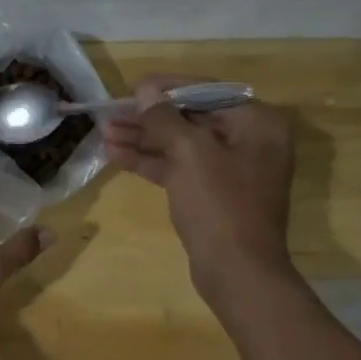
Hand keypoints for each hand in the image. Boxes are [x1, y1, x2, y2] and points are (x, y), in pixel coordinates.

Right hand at [103, 75, 297, 297]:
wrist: (237, 271)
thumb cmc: (220, 205)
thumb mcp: (190, 154)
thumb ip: (165, 118)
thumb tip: (145, 89)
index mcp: (257, 123)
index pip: (208, 91)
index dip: (167, 88)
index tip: (133, 87)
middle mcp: (248, 141)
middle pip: (191, 118)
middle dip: (148, 117)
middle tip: (110, 113)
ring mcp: (229, 169)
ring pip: (180, 144)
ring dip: (143, 139)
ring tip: (104, 133)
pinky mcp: (211, 194)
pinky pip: (179, 168)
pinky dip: (150, 162)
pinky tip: (116, 156)